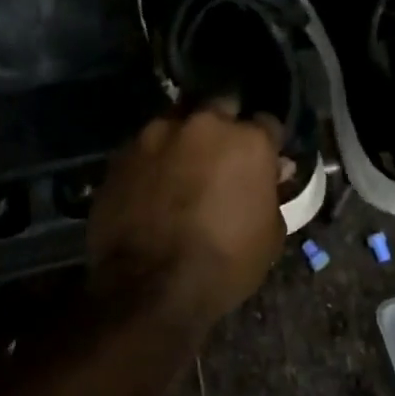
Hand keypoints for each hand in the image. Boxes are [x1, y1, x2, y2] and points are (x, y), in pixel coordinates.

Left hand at [87, 107, 285, 329]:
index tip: (264, 160)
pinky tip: (152, 185)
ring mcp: (157, 134)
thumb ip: (271, 193)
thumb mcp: (270, 236)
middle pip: (220, 108)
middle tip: (222, 157)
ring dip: (185, 140)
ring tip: (182, 169)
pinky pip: (146, 146)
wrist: (149, 287)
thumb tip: (271, 172)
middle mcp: (203, 124)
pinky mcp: (122, 153)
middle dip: (224, 127)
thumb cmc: (224, 264)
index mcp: (247, 140)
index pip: (267, 123)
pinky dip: (153, 160)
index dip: (267, 142)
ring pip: (178, 122)